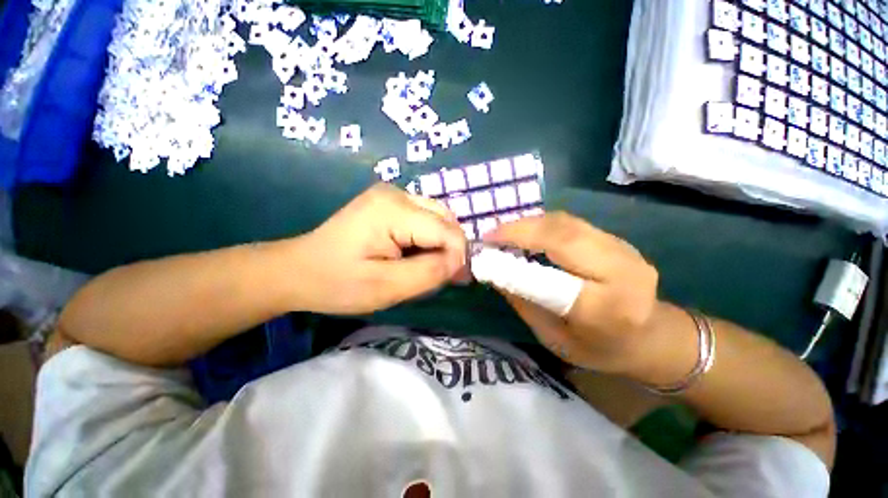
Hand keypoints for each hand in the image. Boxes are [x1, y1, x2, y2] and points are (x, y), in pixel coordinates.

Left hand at [292, 183, 466, 314]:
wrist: (299, 270)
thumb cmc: (338, 282)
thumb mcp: (386, 287)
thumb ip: (429, 272)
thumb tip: (459, 261)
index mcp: (394, 210)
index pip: (446, 230)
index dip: (457, 256)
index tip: (453, 280)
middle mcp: (397, 193)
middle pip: (446, 219)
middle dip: (450, 249)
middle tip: (441, 276)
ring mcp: (393, 195)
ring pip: (438, 218)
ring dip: (440, 244)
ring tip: (426, 266)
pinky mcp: (390, 203)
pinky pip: (425, 219)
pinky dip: (429, 239)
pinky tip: (415, 254)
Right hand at [484, 212, 660, 372]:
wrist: (652, 337)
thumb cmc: (600, 348)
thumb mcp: (554, 338)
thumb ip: (523, 302)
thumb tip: (493, 270)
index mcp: (607, 308)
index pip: (552, 277)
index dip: (515, 262)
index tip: (486, 250)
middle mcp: (621, 270)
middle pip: (562, 235)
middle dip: (520, 230)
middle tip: (491, 235)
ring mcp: (623, 248)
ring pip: (566, 223)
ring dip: (529, 224)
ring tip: (504, 233)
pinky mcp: (616, 238)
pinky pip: (571, 223)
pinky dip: (542, 224)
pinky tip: (526, 232)